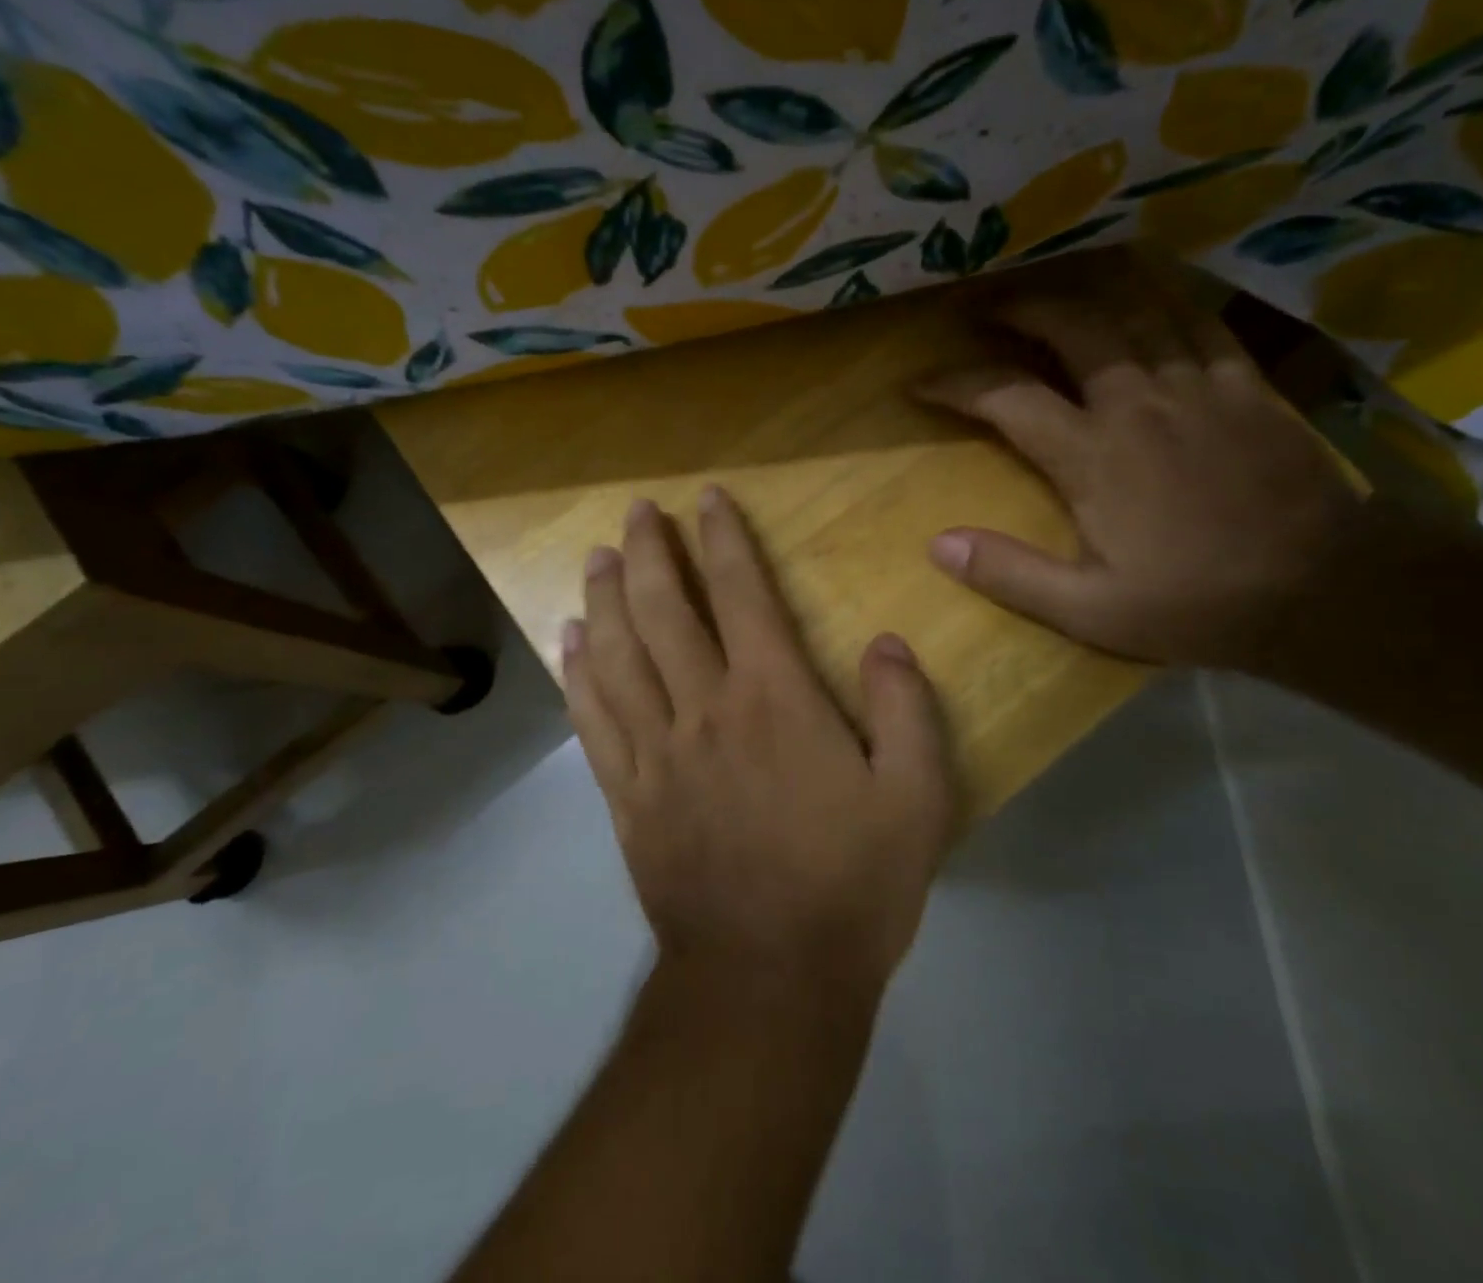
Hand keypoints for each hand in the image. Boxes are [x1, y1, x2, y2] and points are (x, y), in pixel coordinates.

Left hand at [563, 488, 960, 999]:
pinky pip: (592, 721)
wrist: (768, 982)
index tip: (708, 499)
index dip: (724, 540)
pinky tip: (565, 642)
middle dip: (649, 553)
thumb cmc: (851, 887)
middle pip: (663, 612)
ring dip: (604, 599)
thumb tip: (885, 643)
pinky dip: (575, 675)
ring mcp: (655, 753)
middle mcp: (704, 710)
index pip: (741, 595)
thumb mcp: (916, 799)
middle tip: (636, 512)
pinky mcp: (626, 797)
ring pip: (616, 656)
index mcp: (773, 701)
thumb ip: (905, 711)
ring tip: (596, 558)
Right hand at [915, 252, 1364, 671]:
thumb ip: (1009, 574)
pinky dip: (1162, 298)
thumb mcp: (1088, 610)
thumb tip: (938, 544)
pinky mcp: (1244, 383)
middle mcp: (1137, 401)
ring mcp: (1196, 384)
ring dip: (1083, 293)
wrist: (1324, 590)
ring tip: (1052, 289)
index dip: (956, 383)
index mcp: (1092, 455)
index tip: (921, 382)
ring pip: (1133, 310)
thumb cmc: (1195, 603)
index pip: (1007, 397)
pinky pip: (1197, 319)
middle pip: (1071, 326)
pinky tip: (1145, 295)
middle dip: (1019, 309)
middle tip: (986, 308)